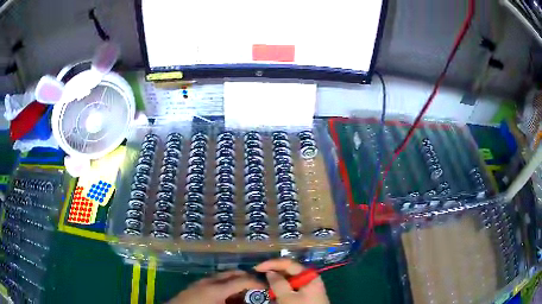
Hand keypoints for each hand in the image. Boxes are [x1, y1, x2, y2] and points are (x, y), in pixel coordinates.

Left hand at [167, 270, 264, 303]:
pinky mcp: (196, 285)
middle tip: (257, 288)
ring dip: (236, 281)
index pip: (242, 279)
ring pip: (224, 276)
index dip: (257, 282)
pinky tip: (227, 296)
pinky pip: (215, 280)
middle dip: (247, 278)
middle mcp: (209, 281)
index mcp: (216, 289)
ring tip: (243, 293)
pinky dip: (225, 285)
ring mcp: (201, 281)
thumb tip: (251, 301)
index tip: (267, 287)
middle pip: (233, 272)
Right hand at [255, 259, 328, 303]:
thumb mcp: (287, 297)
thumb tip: (270, 272)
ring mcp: (308, 287)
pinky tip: (273, 294)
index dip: (271, 264)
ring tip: (263, 285)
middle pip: (288, 271)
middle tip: (258, 277)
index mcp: (308, 275)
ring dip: (276, 282)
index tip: (256, 268)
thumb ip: (278, 283)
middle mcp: (309, 278)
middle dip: (273, 273)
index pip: (288, 263)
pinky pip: (291, 289)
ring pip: (289, 280)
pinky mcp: (306, 296)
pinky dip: (281, 290)